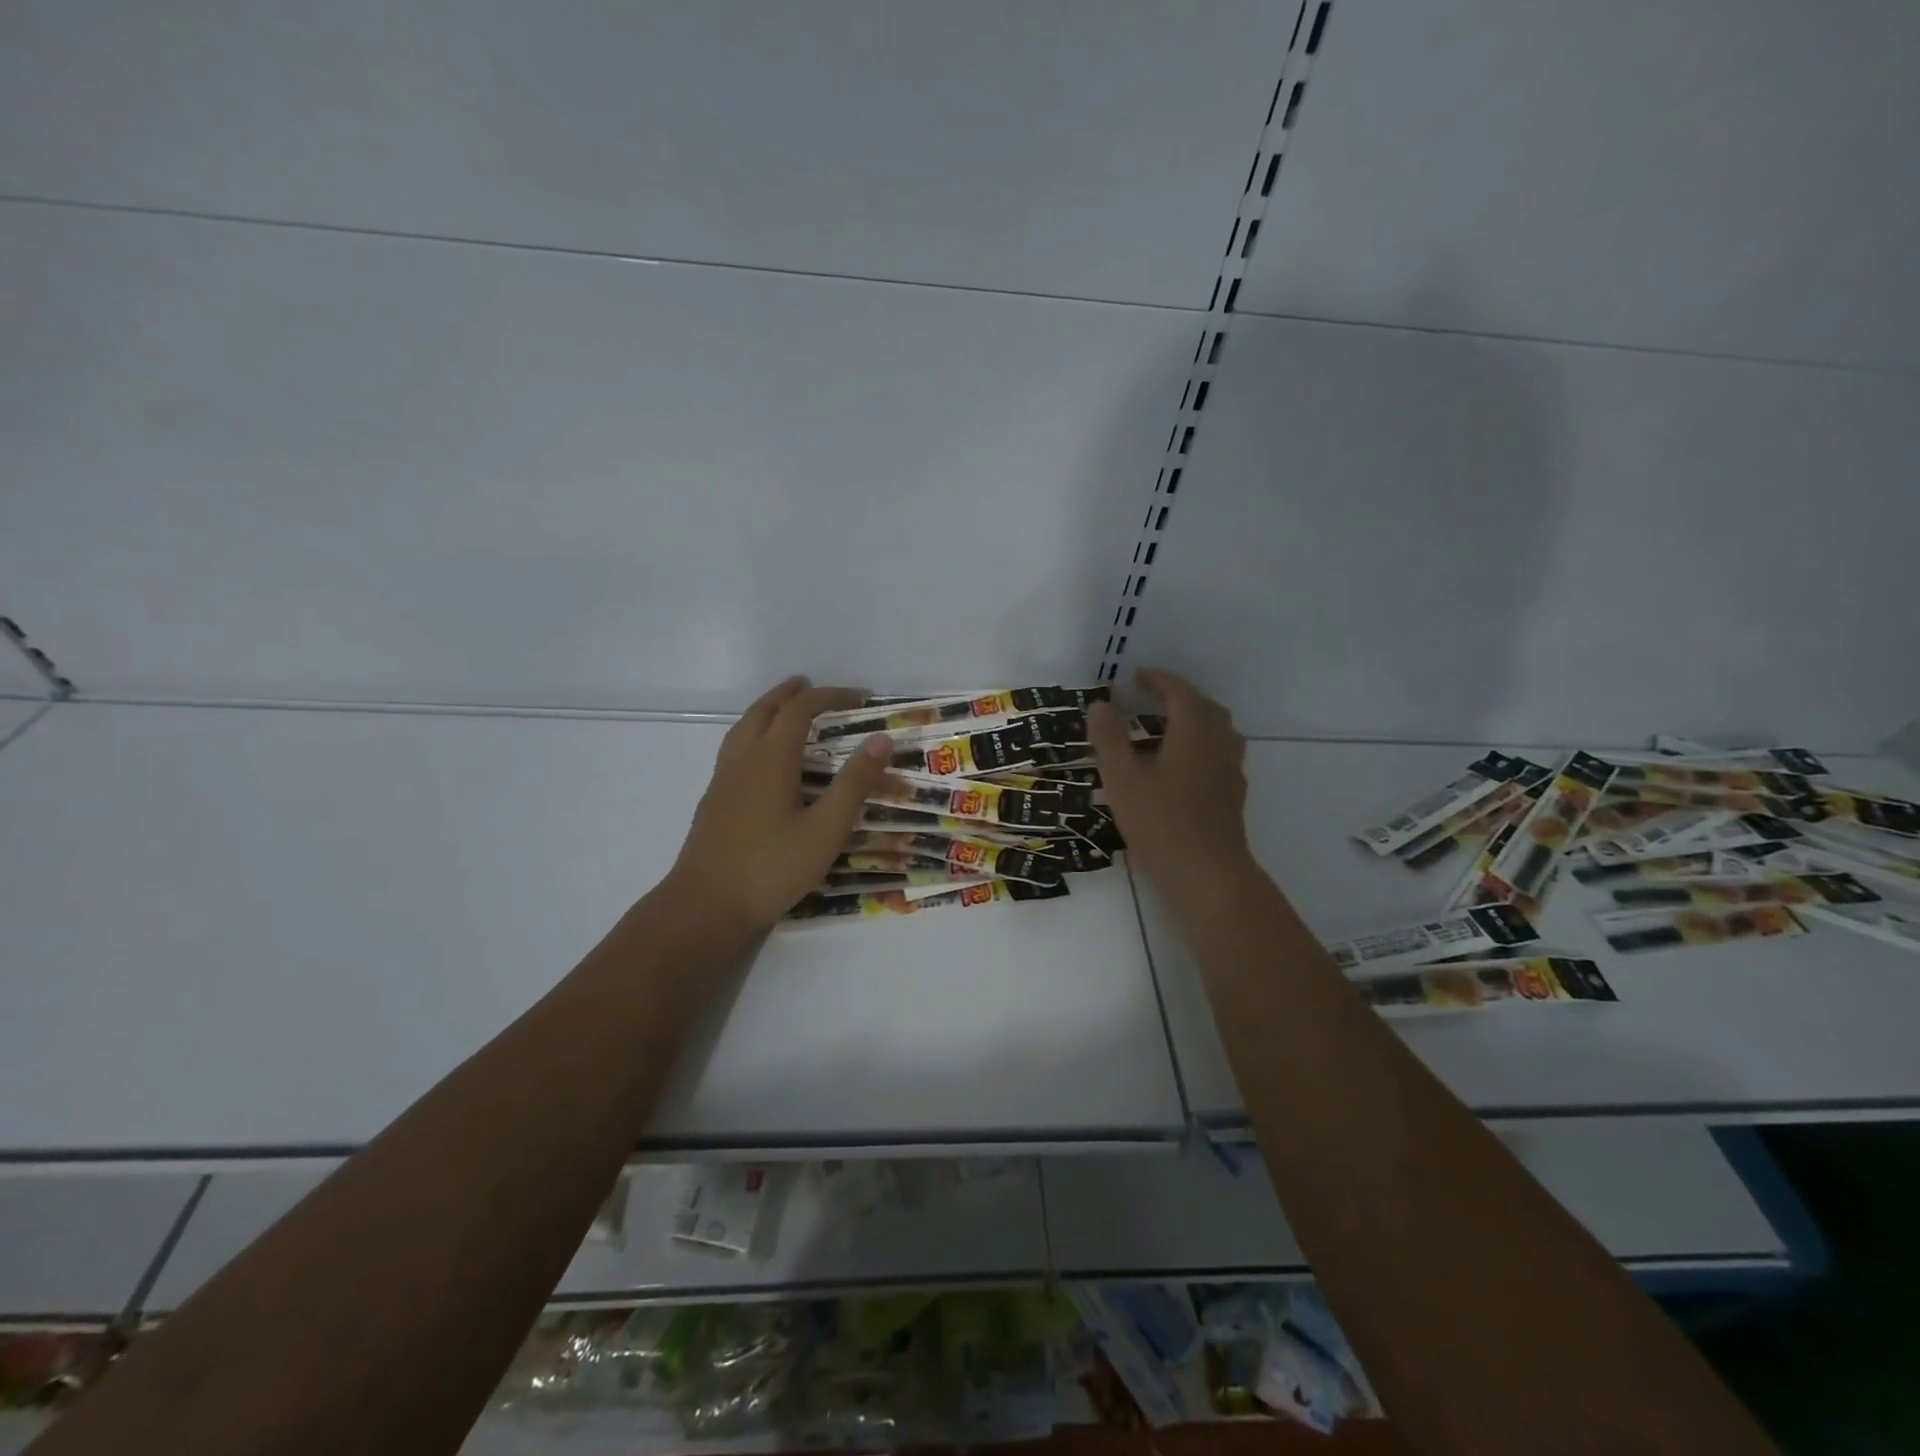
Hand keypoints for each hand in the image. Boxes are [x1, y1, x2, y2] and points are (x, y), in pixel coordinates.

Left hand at [666, 677, 891, 932]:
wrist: (705, 907)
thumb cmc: (772, 868)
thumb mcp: (826, 829)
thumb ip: (854, 783)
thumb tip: (881, 739)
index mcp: (771, 759)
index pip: (800, 710)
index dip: (830, 696)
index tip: (860, 697)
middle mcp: (743, 760)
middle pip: (764, 711)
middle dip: (790, 694)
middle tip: (811, 687)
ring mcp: (723, 781)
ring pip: (743, 728)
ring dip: (766, 711)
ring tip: (784, 711)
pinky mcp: (714, 802)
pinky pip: (734, 749)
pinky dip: (753, 734)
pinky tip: (762, 760)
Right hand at [1088, 669, 1253, 896]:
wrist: (1207, 874)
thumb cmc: (1161, 823)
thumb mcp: (1123, 779)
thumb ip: (1110, 739)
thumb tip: (1101, 704)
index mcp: (1193, 733)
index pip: (1180, 693)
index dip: (1159, 680)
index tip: (1136, 677)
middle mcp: (1219, 745)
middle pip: (1205, 708)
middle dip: (1179, 696)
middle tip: (1151, 699)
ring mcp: (1230, 771)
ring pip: (1218, 732)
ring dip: (1195, 720)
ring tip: (1166, 729)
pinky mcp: (1233, 796)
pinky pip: (1221, 755)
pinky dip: (1202, 746)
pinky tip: (1182, 767)